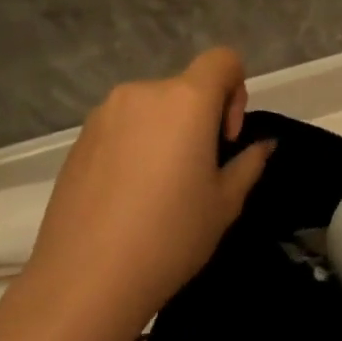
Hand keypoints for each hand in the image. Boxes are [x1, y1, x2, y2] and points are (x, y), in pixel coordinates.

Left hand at [26, 48, 275, 333]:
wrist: (85, 280)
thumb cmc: (170, 237)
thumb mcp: (224, 204)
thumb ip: (249, 164)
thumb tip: (262, 145)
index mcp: (185, 100)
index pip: (223, 60)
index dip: (236, 90)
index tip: (225, 139)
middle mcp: (143, 93)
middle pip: (186, 88)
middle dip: (200, 119)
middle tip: (197, 173)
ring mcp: (105, 114)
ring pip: (152, 109)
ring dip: (166, 132)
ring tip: (159, 189)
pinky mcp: (79, 139)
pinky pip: (122, 127)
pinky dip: (135, 146)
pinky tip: (128, 196)